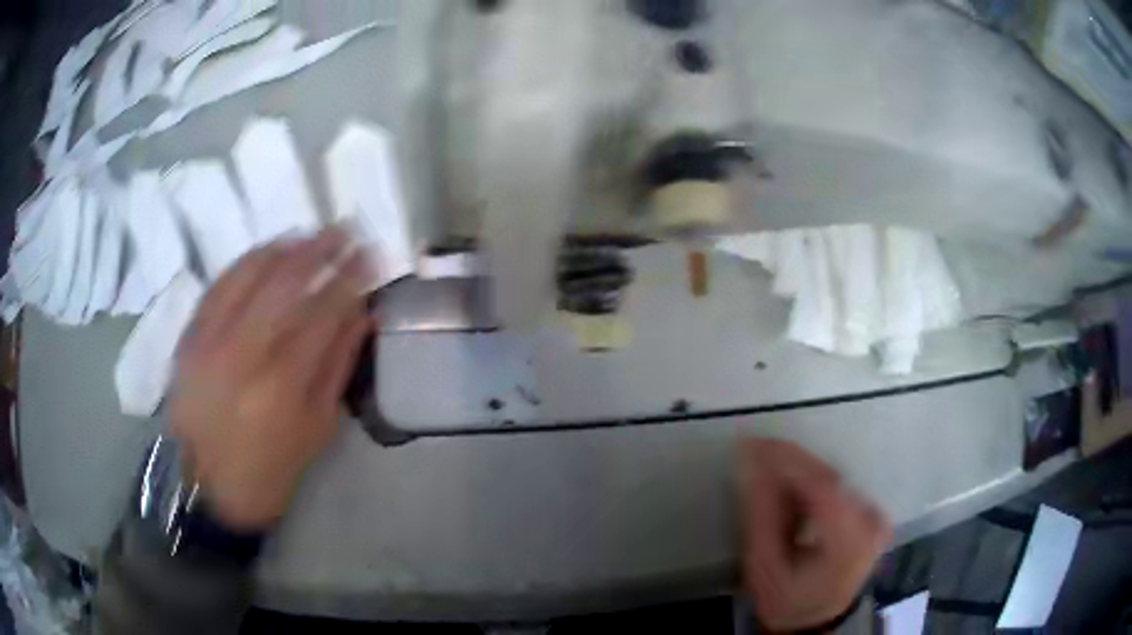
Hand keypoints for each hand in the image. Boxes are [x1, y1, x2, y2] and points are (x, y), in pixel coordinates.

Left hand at [170, 230, 374, 531]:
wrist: (205, 488)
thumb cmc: (269, 470)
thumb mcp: (316, 432)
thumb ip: (338, 368)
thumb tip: (362, 315)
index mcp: (283, 384)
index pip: (324, 312)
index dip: (350, 278)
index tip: (370, 255)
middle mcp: (245, 351)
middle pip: (288, 282)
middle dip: (321, 250)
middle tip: (346, 229)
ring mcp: (212, 338)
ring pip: (252, 274)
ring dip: (286, 248)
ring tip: (310, 234)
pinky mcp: (191, 335)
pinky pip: (220, 284)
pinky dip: (246, 261)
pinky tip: (266, 250)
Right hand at [739, 439, 890, 631]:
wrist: (814, 620)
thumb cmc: (786, 600)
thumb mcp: (764, 566)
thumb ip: (761, 514)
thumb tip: (752, 463)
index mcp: (848, 544)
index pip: (823, 487)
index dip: (789, 460)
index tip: (754, 444)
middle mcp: (871, 523)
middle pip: (830, 479)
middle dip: (791, 462)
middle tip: (755, 453)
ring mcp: (875, 517)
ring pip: (834, 479)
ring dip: (800, 470)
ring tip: (768, 472)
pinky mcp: (872, 513)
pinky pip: (839, 486)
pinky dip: (812, 481)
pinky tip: (790, 487)